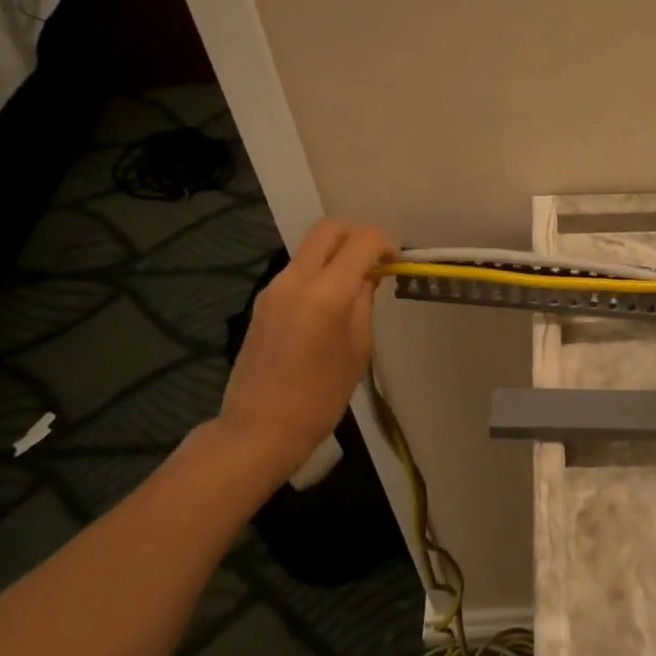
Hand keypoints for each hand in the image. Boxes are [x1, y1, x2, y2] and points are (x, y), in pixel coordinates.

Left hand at [213, 219, 392, 485]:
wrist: (260, 427)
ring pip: (310, 248)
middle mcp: (296, 279)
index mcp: (326, 293)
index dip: (385, 243)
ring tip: (355, 286)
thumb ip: (363, 304)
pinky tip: (330, 304)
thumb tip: (368, 276)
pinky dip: (319, 272)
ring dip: (337, 254)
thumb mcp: (358, 349)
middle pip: (329, 229)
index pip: (362, 240)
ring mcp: (274, 288)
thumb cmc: (321, 396)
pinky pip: (297, 270)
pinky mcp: (263, 301)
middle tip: (375, 262)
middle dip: (358, 235)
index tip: (396, 262)